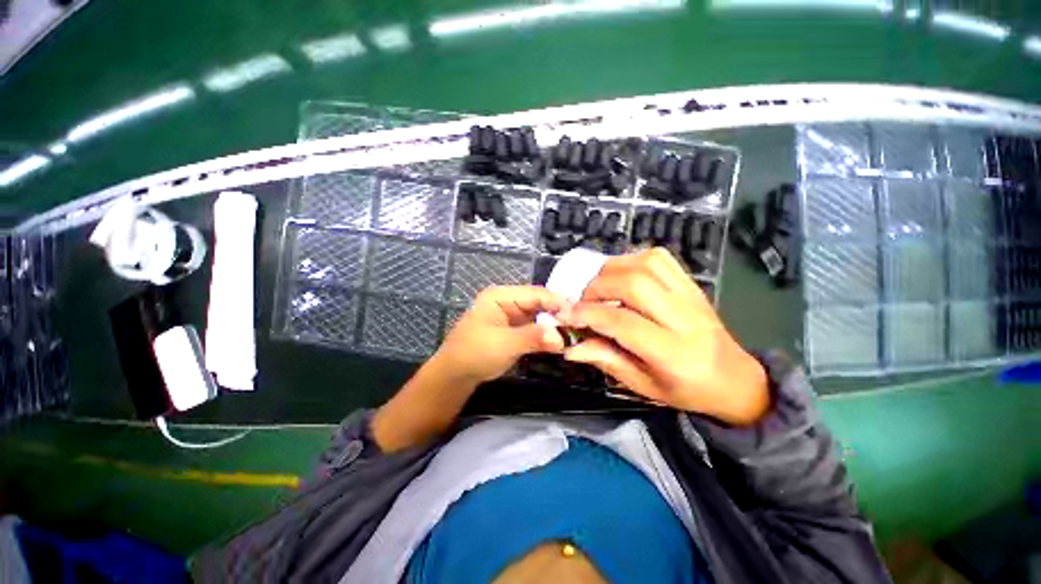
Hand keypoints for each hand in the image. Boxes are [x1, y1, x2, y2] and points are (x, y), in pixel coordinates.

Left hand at [436, 285, 566, 383]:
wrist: (456, 375)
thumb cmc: (474, 353)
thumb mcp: (503, 344)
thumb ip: (532, 338)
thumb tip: (561, 338)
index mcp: (501, 295)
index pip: (535, 293)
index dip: (557, 302)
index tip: (579, 315)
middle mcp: (509, 301)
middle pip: (540, 303)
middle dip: (559, 314)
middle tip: (581, 325)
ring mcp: (513, 315)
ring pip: (540, 315)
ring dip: (555, 325)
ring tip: (576, 332)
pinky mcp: (516, 329)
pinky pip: (536, 327)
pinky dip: (548, 334)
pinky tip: (562, 339)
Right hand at [557, 248, 768, 423]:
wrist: (735, 378)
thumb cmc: (687, 389)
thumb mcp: (644, 387)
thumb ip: (607, 361)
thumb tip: (572, 346)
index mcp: (673, 352)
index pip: (623, 322)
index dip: (589, 314)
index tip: (566, 314)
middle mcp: (683, 317)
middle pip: (633, 284)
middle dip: (597, 288)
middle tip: (583, 301)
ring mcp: (690, 295)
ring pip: (645, 263)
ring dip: (612, 270)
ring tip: (599, 287)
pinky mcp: (691, 283)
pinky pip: (660, 258)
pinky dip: (633, 259)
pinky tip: (622, 275)